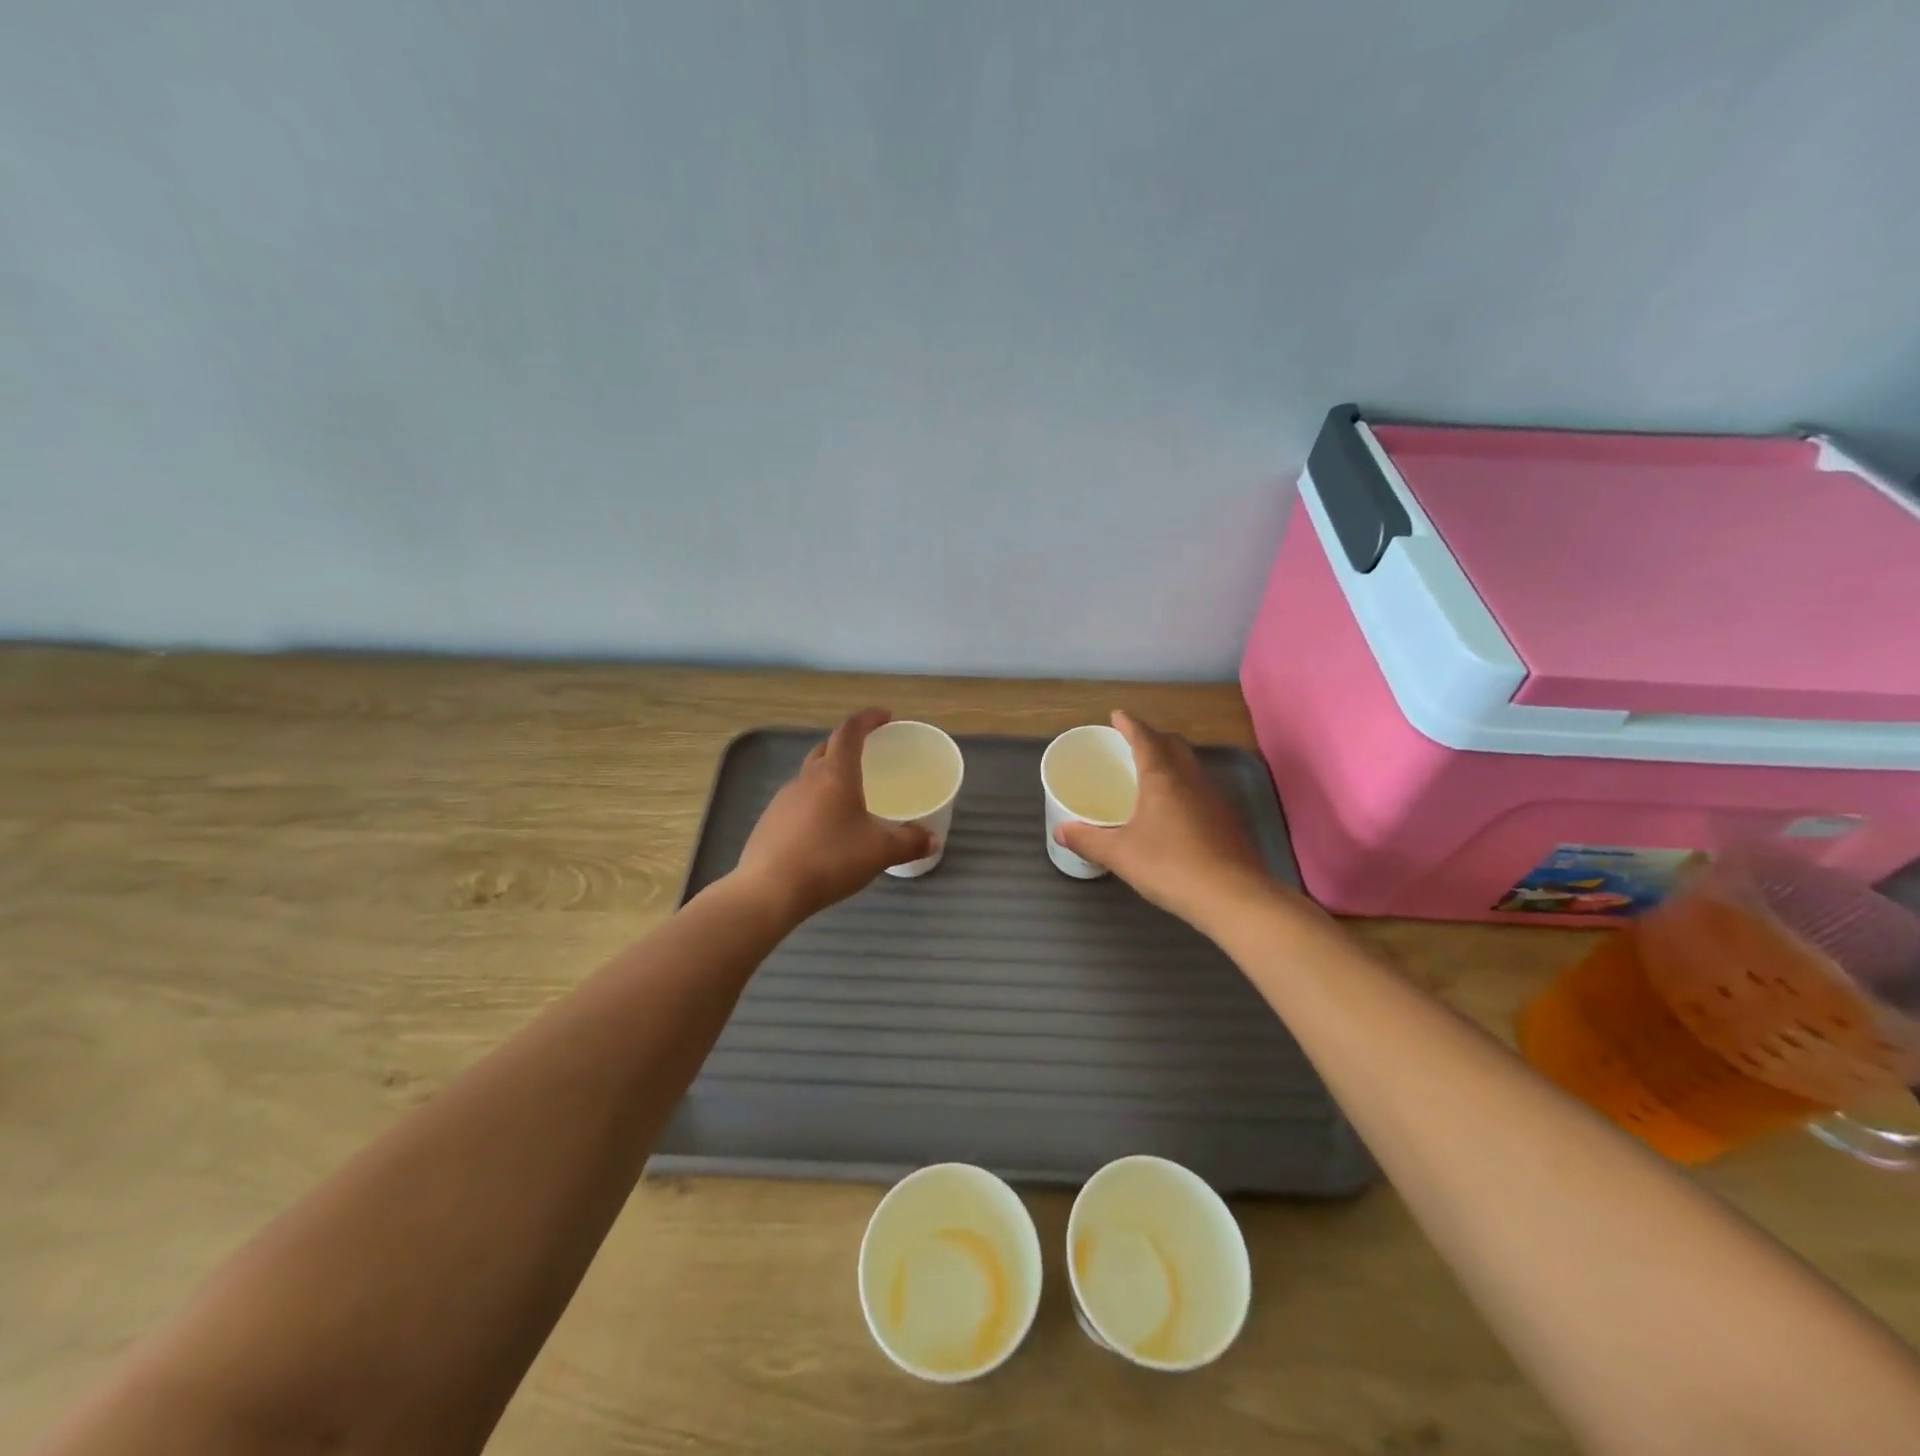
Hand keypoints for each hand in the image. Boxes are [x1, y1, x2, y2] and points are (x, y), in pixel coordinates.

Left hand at [731, 708, 932, 920]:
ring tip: (850, 794)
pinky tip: (826, 828)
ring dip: (830, 775)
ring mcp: (783, 799)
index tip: (886, 716)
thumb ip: (909, 842)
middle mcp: (807, 778)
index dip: (868, 719)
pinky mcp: (770, 822)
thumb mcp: (880, 851)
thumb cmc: (831, 859)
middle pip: (827, 748)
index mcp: (835, 773)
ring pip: (810, 776)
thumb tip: (933, 840)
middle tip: (869, 754)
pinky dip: (816, 802)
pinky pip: (798, 801)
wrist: (769, 890)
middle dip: (848, 745)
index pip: (851, 731)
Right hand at [1054, 711, 1273, 926]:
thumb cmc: (1170, 866)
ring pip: (1191, 766)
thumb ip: (1088, 840)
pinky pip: (1202, 789)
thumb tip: (1061, 831)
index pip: (1144, 738)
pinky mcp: (1228, 820)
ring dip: (1172, 760)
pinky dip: (1185, 786)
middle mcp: (1190, 779)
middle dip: (1153, 737)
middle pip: (1173, 745)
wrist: (1234, 897)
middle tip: (1133, 743)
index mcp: (1161, 778)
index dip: (1129, 724)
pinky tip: (1176, 810)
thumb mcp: (1120, 855)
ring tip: (1152, 774)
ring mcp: (1214, 798)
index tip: (1117, 715)